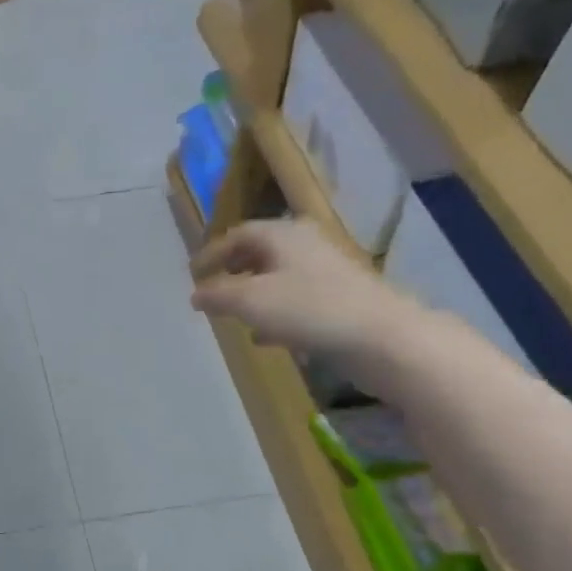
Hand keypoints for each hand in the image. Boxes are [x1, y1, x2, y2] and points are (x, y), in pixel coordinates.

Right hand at [190, 220, 427, 367]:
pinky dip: (274, 311)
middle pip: (260, 251)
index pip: (238, 234)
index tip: (192, 274)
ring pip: (278, 276)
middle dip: (233, 270)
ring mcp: (326, 271)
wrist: (380, 335)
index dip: (212, 253)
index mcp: (282, 235)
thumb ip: (217, 295)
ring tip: (233, 314)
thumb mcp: (250, 301)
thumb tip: (195, 294)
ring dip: (253, 292)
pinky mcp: (339, 298)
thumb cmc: (308, 309)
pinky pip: (296, 298)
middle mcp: (305, 244)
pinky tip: (265, 336)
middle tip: (212, 288)